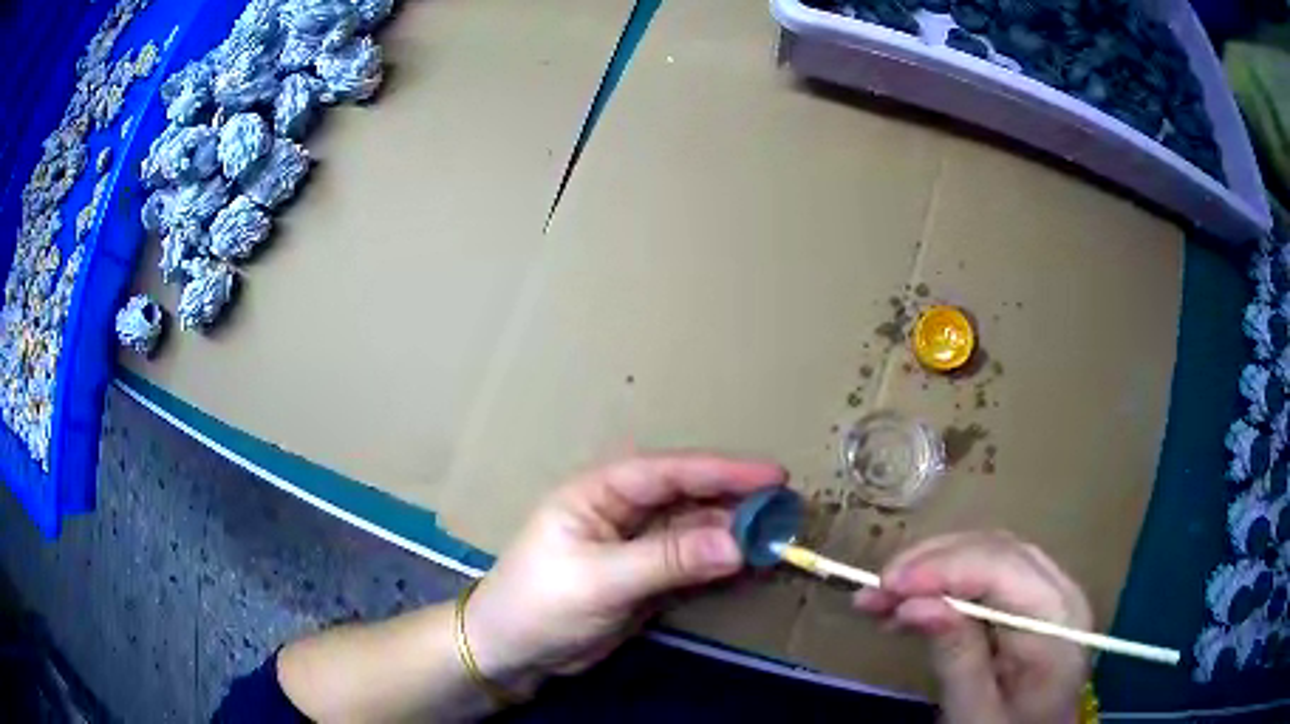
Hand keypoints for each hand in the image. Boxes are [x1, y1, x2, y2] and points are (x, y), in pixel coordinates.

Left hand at [464, 454, 785, 688]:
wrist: (513, 650)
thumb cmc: (540, 602)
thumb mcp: (601, 580)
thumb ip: (669, 560)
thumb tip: (737, 543)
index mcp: (599, 491)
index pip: (668, 472)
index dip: (721, 471)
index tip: (772, 475)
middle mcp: (622, 509)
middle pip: (688, 496)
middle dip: (735, 499)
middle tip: (786, 507)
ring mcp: (637, 543)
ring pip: (695, 528)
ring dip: (733, 532)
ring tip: (778, 535)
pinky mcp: (647, 574)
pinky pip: (692, 560)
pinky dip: (721, 561)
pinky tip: (750, 562)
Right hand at [854, 531, 1091, 723]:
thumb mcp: (976, 712)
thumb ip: (956, 658)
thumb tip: (915, 604)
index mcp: (1058, 624)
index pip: (1005, 570)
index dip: (945, 568)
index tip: (887, 584)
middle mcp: (1062, 591)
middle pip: (997, 551)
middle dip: (931, 563)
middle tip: (875, 588)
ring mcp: (1049, 588)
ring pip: (989, 552)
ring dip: (932, 568)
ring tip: (880, 596)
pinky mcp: (1032, 594)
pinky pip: (987, 571)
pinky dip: (945, 582)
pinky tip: (908, 604)